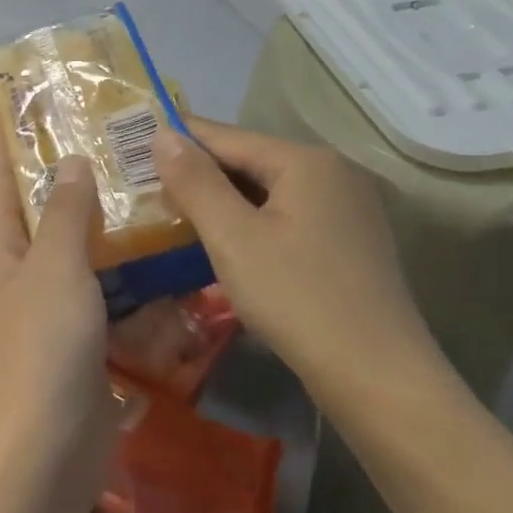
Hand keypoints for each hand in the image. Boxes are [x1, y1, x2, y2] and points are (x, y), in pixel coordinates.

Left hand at [0, 115, 117, 499]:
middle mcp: (19, 273)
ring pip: (80, 251)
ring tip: (145, 181)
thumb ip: (66, 215)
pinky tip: (166, 256)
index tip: (11, 92)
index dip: (1, 133)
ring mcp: (50, 312)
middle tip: (107, 129)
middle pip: (42, 208)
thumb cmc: (37, 356)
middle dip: (66, 170)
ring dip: (106, 222)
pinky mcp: (81, 345)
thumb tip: (72, 163)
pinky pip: (107, 296)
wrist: (38, 466)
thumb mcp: (53, 272)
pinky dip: (131, 275)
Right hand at [151, 118, 447, 399]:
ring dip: (224, 201)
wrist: (379, 378)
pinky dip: (252, 222)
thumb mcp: (232, 237)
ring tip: (175, 214)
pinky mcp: (351, 242)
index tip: (133, 144)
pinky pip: (289, 216)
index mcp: (307, 161)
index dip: (178, 140)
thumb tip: (162, 133)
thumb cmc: (297, 299)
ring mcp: (348, 209)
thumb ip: (194, 181)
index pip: (227, 136)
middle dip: (200, 174)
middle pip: (251, 161)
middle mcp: (334, 173)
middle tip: (147, 188)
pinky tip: (226, 242)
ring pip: (269, 191)